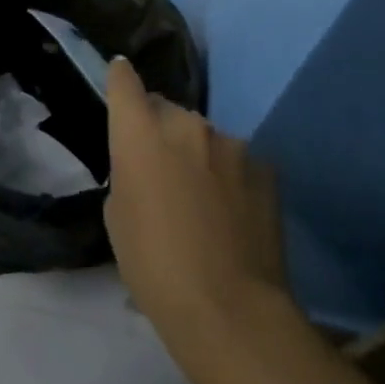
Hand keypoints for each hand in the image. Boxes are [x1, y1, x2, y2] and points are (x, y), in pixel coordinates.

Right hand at [104, 56, 287, 365]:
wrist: (229, 308)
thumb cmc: (153, 265)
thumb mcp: (118, 216)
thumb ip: (128, 174)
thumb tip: (148, 166)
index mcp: (141, 134)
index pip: (125, 84)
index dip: (120, 77)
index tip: (119, 75)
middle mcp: (187, 125)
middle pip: (166, 110)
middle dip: (159, 128)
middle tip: (159, 167)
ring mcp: (232, 145)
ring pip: (204, 136)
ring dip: (196, 153)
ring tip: (200, 199)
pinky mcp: (266, 169)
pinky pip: (236, 161)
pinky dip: (228, 176)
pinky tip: (231, 213)